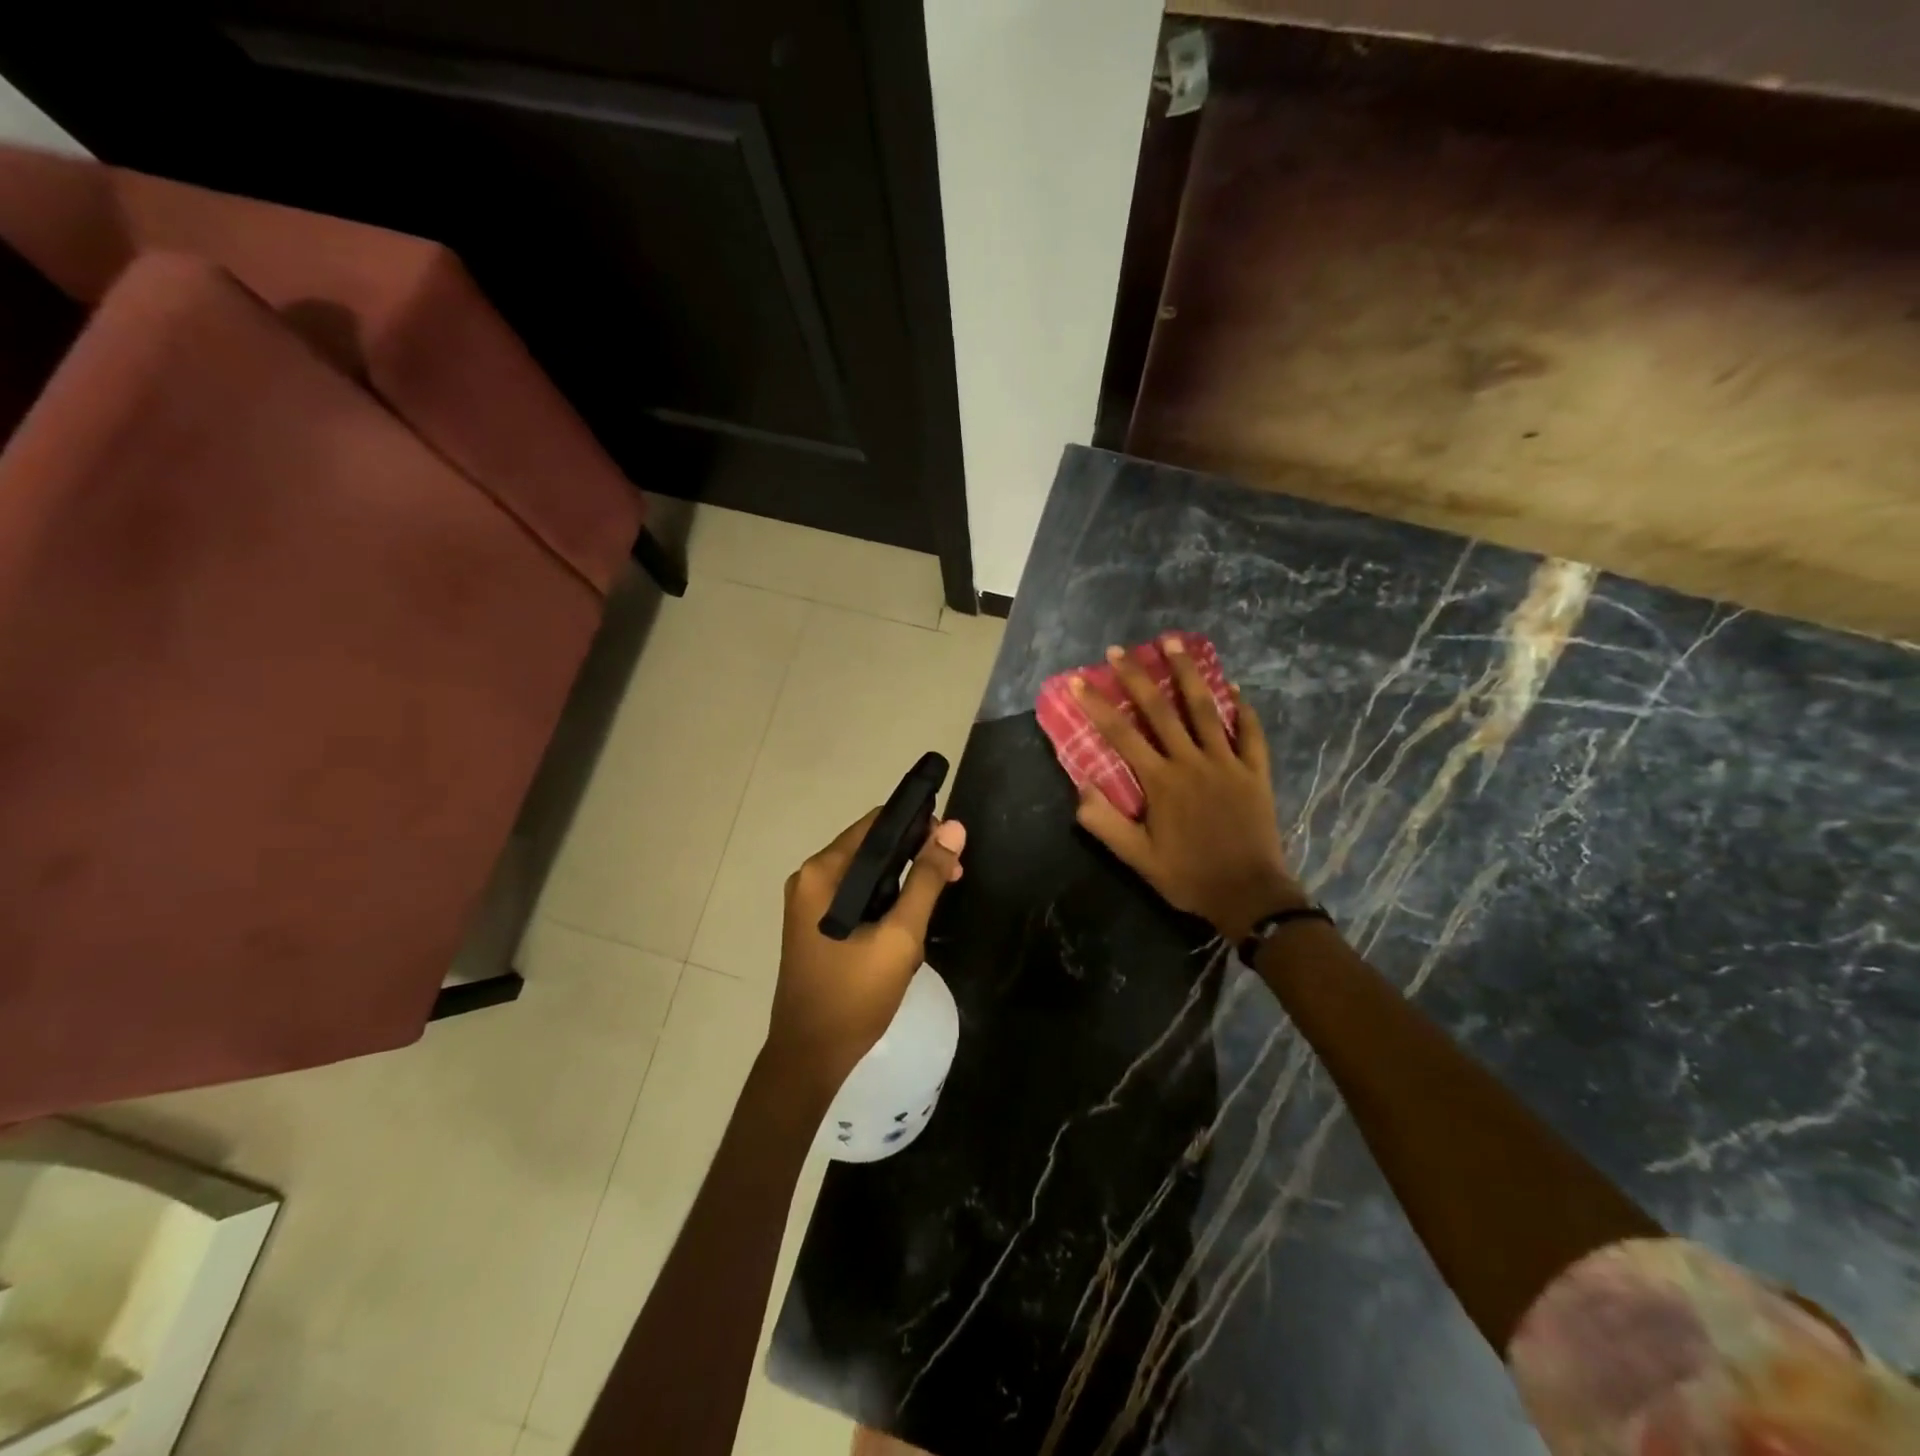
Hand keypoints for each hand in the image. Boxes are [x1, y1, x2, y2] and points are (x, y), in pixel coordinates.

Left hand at [768, 809, 967, 1095]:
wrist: (810, 1059)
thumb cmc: (854, 996)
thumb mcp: (901, 936)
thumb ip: (927, 880)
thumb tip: (953, 828)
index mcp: (823, 872)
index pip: (876, 824)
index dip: (917, 825)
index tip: (951, 844)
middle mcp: (811, 879)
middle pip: (872, 848)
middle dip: (914, 857)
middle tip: (954, 878)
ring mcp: (810, 904)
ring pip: (868, 875)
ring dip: (903, 884)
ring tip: (934, 908)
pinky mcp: (816, 926)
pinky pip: (857, 898)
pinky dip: (885, 903)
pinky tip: (907, 927)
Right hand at [1072, 637, 1302, 941]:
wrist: (1249, 895)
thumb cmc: (1188, 876)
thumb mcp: (1137, 858)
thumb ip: (1105, 823)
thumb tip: (1080, 787)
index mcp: (1161, 782)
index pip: (1121, 735)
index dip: (1098, 706)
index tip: (1080, 681)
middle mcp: (1192, 762)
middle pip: (1160, 710)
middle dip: (1137, 676)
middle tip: (1120, 649)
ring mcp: (1227, 763)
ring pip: (1205, 708)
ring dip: (1188, 673)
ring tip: (1173, 642)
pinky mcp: (1255, 772)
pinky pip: (1250, 732)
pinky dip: (1242, 708)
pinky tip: (1233, 687)